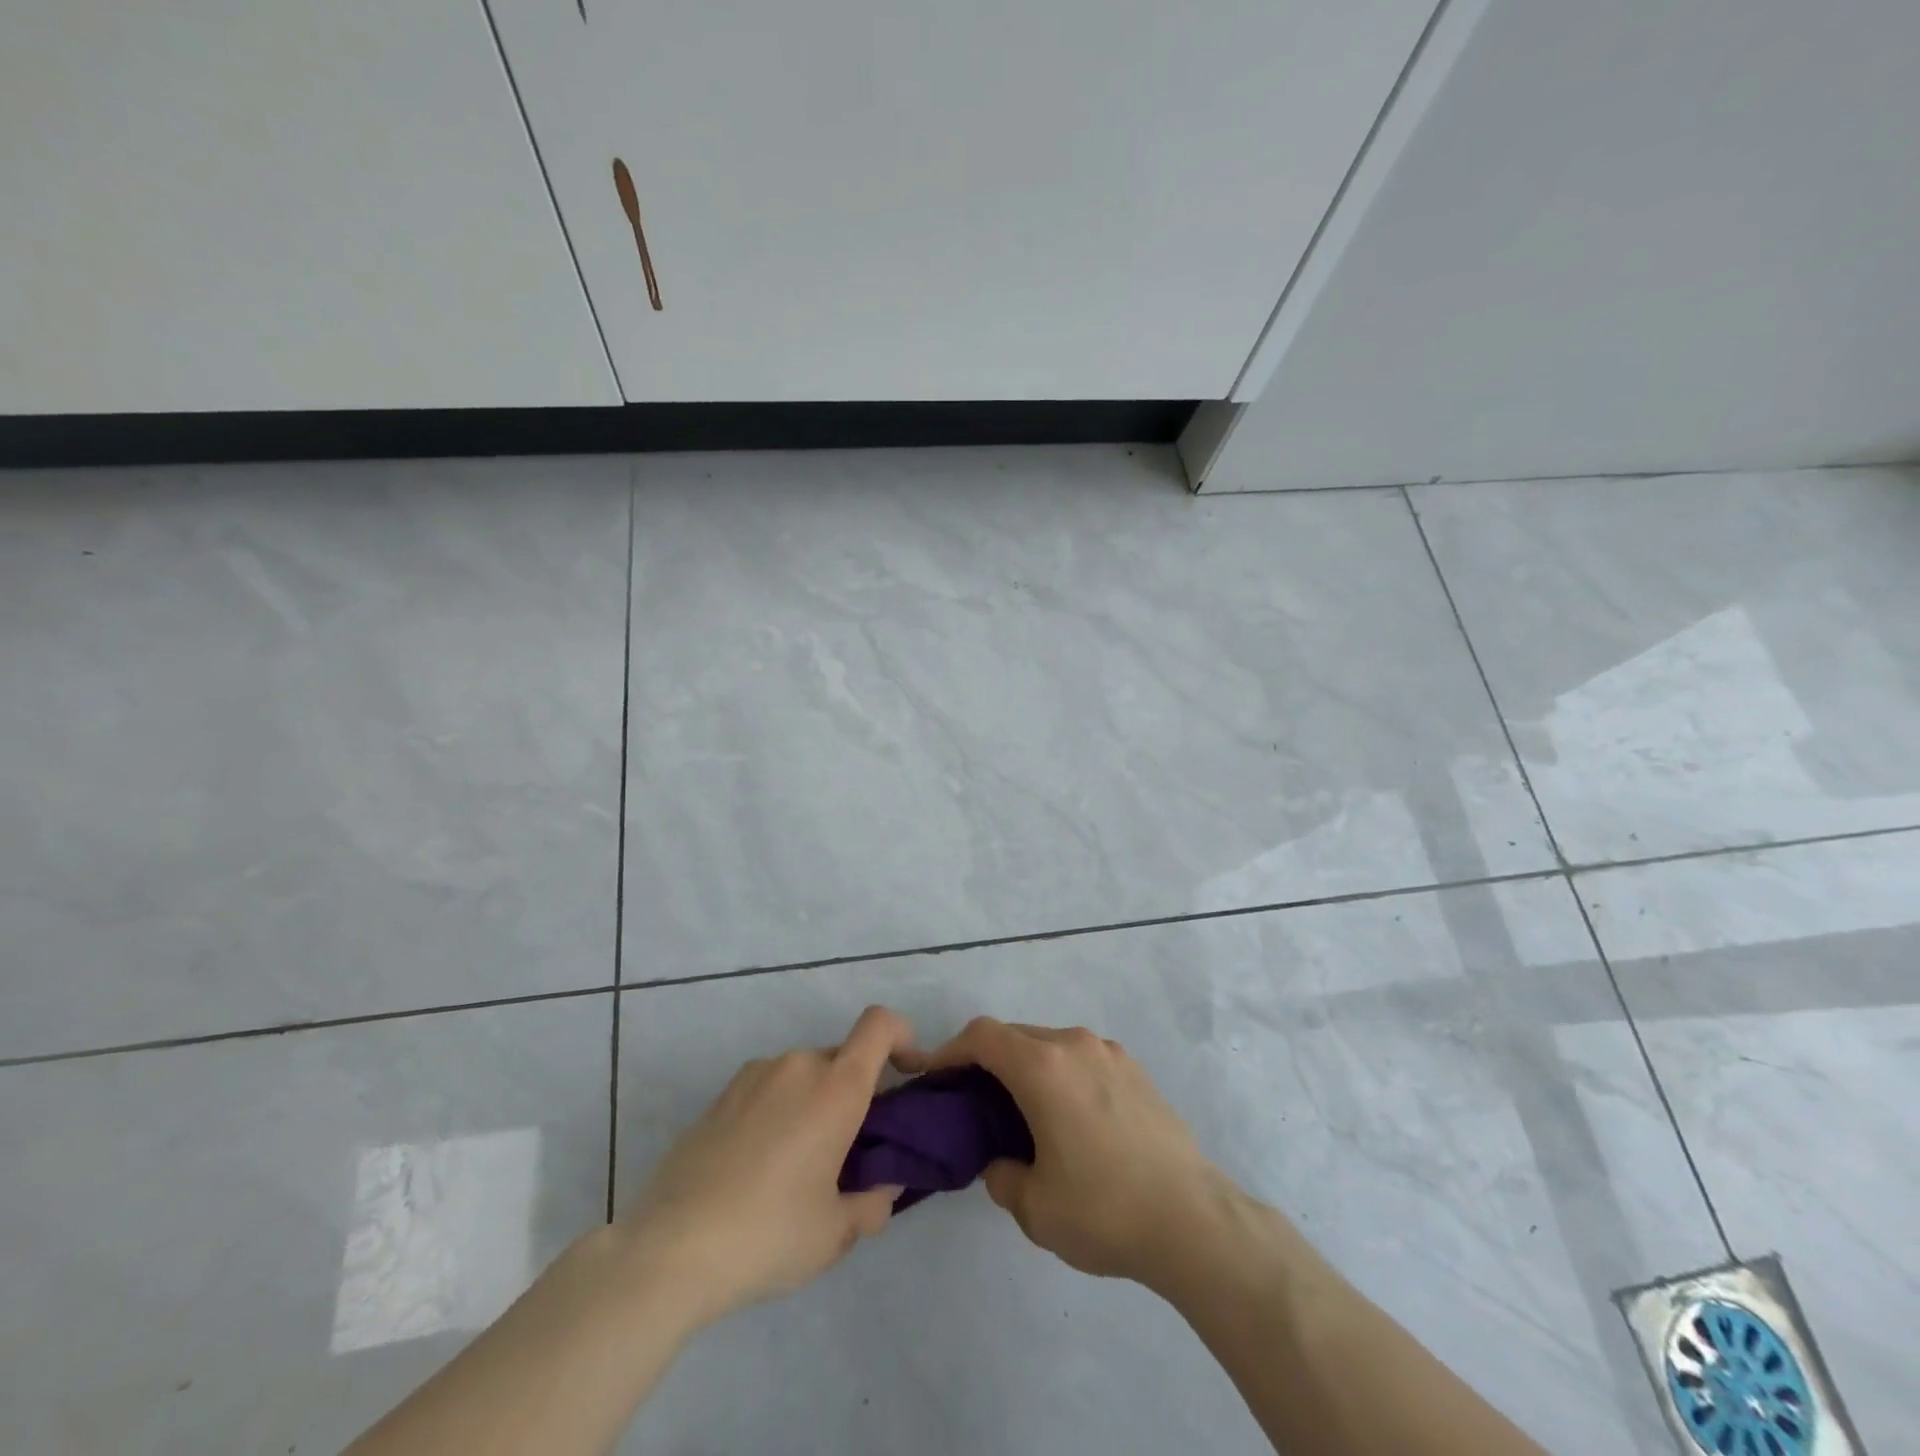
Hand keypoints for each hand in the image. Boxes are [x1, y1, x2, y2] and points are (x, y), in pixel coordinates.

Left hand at [620, 1005, 914, 1326]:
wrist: (670, 1248)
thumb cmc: (768, 1234)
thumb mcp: (835, 1233)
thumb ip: (873, 1201)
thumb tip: (883, 1184)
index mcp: (836, 1087)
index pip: (880, 1025)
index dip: (903, 1037)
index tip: (907, 1074)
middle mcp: (798, 1065)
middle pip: (842, 1058)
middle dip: (855, 1091)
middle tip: (848, 1149)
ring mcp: (754, 1075)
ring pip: (804, 1075)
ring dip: (814, 1103)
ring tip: (797, 1165)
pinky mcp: (721, 1094)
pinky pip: (768, 1088)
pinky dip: (779, 1111)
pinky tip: (757, 1166)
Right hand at [902, 1017, 1224, 1286]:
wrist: (1193, 1220)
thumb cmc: (1105, 1210)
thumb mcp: (1035, 1208)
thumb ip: (1001, 1176)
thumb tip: (1000, 1161)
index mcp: (1043, 1067)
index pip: (982, 1036)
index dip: (950, 1050)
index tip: (935, 1077)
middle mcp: (1074, 1045)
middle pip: (1015, 1035)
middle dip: (987, 1060)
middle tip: (974, 1102)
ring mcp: (1109, 1052)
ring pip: (1050, 1044)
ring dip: (1027, 1066)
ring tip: (1023, 1112)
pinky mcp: (1135, 1069)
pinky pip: (1081, 1057)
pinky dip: (1061, 1073)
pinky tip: (1070, 1118)